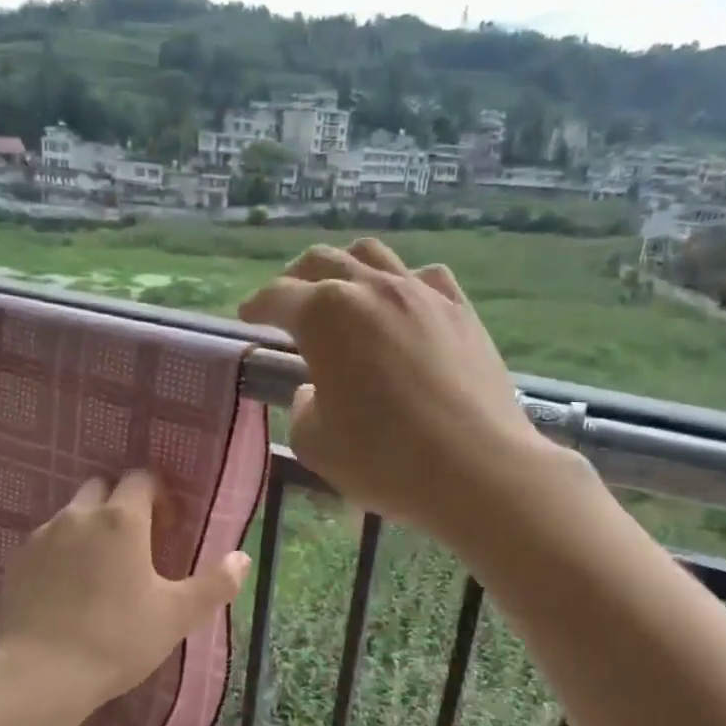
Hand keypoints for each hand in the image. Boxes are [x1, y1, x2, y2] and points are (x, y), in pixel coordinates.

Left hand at [0, 471, 249, 708]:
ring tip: (100, 567)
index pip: (141, 478)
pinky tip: (67, 586)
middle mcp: (79, 515)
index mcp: (122, 519)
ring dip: (89, 526)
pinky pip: (46, 541)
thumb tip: (243, 558)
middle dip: (120, 503)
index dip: (158, 494)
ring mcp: (43, 535)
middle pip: (102, 487)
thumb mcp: (176, 616)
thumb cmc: (118, 639)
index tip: (166, 525)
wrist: (41, 674)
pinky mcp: (17, 560)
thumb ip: (214, 584)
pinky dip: (61, 551)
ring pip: (72, 514)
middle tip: (135, 543)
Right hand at [239, 239, 555, 539]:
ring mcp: (421, 295)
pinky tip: (402, 306)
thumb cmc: (384, 458)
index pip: (278, 297)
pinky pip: (424, 278)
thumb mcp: (315, 444)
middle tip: (287, 301)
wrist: (477, 469)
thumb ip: (303, 408)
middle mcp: (371, 290)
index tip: (247, 316)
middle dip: (295, 278)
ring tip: (342, 292)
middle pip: (322, 262)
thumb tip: (317, 391)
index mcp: (324, 316)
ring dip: (347, 267)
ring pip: (374, 255)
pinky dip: (402, 284)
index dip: (257, 305)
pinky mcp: (461, 311)